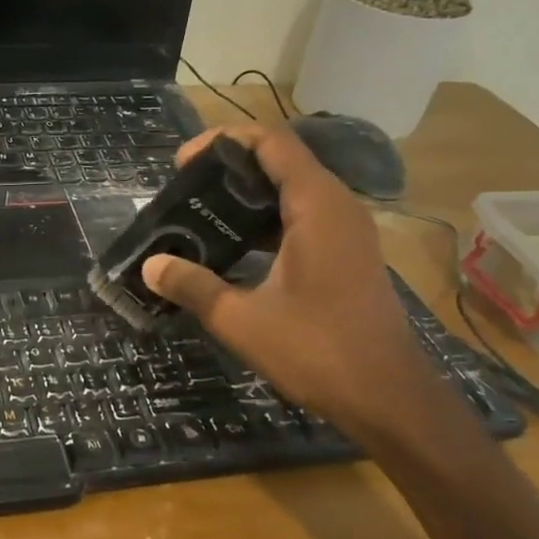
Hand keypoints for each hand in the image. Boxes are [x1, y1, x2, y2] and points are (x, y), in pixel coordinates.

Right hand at [139, 122, 433, 430]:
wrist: (387, 397)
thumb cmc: (316, 351)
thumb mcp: (240, 319)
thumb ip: (192, 286)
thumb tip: (151, 266)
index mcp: (317, 206)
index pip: (271, 142)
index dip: (222, 141)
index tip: (181, 163)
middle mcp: (337, 207)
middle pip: (281, 160)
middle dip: (228, 167)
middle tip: (183, 191)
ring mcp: (347, 231)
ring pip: (292, 190)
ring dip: (247, 196)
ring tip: (200, 215)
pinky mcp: (347, 254)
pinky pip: (302, 217)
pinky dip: (265, 220)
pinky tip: (232, 248)